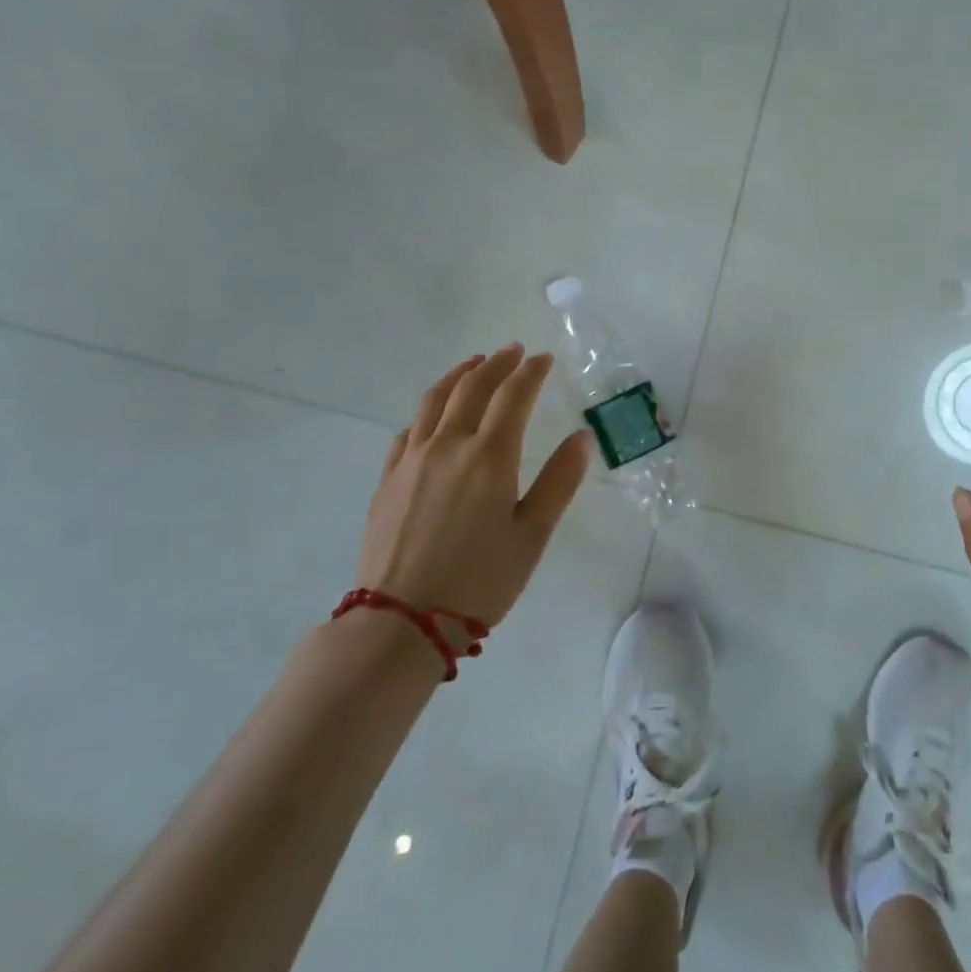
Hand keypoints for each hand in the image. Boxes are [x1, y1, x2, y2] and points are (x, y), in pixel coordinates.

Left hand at [358, 346, 590, 626]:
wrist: (401, 621)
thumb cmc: (480, 580)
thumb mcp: (533, 535)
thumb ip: (559, 481)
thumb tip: (582, 437)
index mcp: (489, 456)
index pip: (513, 395)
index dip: (531, 372)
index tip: (544, 358)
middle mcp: (448, 445)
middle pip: (472, 387)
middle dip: (496, 363)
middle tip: (513, 350)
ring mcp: (412, 460)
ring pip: (434, 400)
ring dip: (458, 375)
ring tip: (474, 364)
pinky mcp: (388, 479)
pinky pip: (408, 430)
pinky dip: (428, 411)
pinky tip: (434, 416)